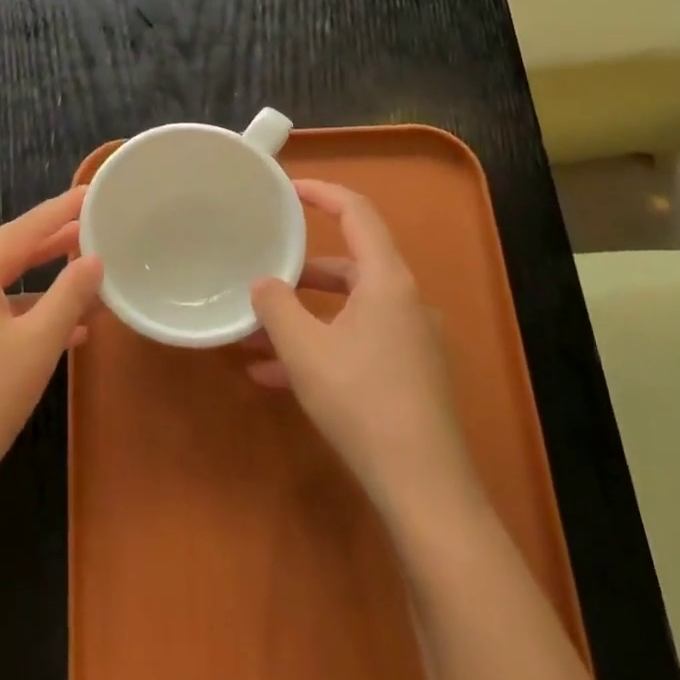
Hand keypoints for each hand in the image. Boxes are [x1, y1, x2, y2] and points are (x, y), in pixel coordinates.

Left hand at [0, 187, 102, 507]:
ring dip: (46, 281)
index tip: (91, 192)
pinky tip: (65, 327)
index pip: (24, 229)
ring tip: (88, 271)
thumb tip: (94, 260)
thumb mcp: (39, 342)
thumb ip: (70, 294)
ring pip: (5, 284)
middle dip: (54, 241)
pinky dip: (29, 311)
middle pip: (12, 251)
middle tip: (94, 224)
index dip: (60, 210)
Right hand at [247, 180, 480, 512]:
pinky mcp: (410, 375)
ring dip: (304, 316)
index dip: (322, 192)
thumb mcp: (304, 349)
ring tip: (255, 333)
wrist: (424, 489)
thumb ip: (276, 306)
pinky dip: (321, 347)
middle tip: (262, 271)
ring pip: (348, 310)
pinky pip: (357, 343)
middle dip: (301, 270)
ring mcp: (411, 340)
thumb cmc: (361, 402)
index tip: (287, 190)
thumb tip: (263, 283)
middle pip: (349, 265)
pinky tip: (276, 377)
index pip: (357, 212)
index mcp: (387, 281)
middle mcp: (405, 302)